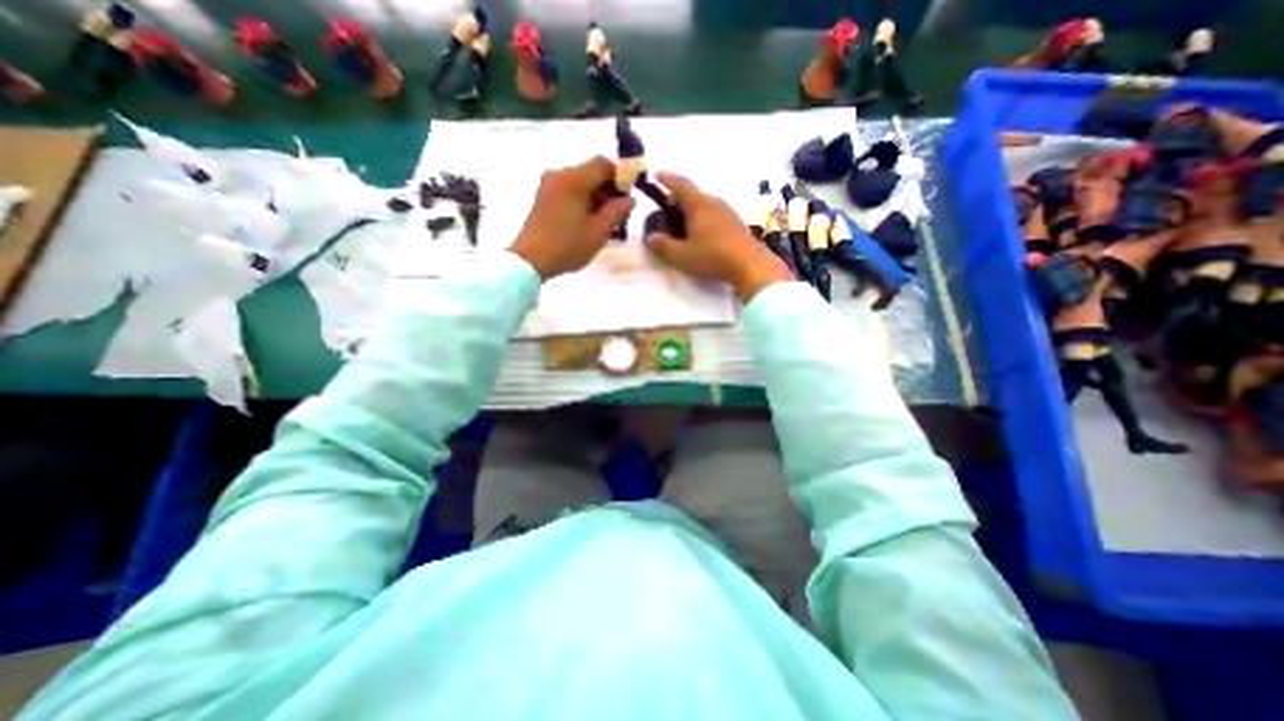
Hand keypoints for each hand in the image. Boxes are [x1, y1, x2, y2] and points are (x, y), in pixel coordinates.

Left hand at [510, 156, 634, 278]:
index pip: (603, 164)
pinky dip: (583, 201)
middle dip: (608, 190)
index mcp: (573, 180)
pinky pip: (569, 191)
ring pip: (580, 183)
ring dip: (596, 197)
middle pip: (591, 173)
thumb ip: (617, 211)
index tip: (628, 197)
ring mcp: (549, 185)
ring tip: (606, 222)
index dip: (620, 176)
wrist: (530, 260)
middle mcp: (559, 175)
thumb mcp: (598, 232)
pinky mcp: (543, 197)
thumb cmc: (567, 246)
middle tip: (620, 214)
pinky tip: (589, 222)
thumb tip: (630, 199)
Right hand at [647, 172, 799, 300]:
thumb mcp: (681, 256)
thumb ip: (663, 246)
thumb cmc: (712, 257)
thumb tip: (651, 237)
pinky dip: (703, 220)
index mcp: (699, 205)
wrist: (750, 266)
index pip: (680, 185)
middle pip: (693, 195)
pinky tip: (701, 235)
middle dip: (678, 199)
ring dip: (691, 211)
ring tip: (682, 224)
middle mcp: (714, 203)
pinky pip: (714, 216)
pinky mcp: (736, 226)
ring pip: (705, 205)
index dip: (666, 179)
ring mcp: (728, 213)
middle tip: (666, 209)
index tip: (656, 174)